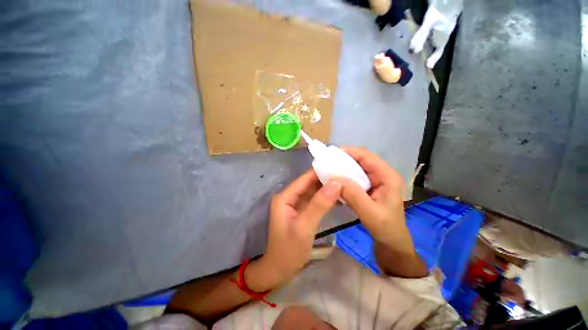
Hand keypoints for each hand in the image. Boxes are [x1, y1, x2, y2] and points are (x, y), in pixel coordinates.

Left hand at [252, 170, 340, 289]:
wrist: (280, 270)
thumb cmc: (289, 250)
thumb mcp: (304, 227)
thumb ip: (319, 204)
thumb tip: (336, 183)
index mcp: (285, 196)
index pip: (304, 178)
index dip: (321, 172)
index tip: (339, 167)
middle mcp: (289, 196)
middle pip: (309, 183)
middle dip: (326, 179)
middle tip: (346, 175)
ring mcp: (295, 203)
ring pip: (313, 191)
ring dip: (327, 187)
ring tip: (345, 182)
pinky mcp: (301, 211)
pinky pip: (314, 200)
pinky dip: (325, 197)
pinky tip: (338, 195)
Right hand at [337, 147, 413, 253]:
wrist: (391, 241)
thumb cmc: (386, 228)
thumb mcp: (370, 213)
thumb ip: (353, 195)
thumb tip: (335, 178)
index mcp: (388, 176)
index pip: (367, 156)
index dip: (349, 152)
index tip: (331, 155)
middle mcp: (382, 174)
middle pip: (361, 160)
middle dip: (343, 160)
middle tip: (326, 163)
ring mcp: (376, 180)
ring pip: (356, 168)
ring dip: (343, 168)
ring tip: (328, 171)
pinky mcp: (369, 186)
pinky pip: (355, 176)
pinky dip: (344, 177)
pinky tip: (336, 182)